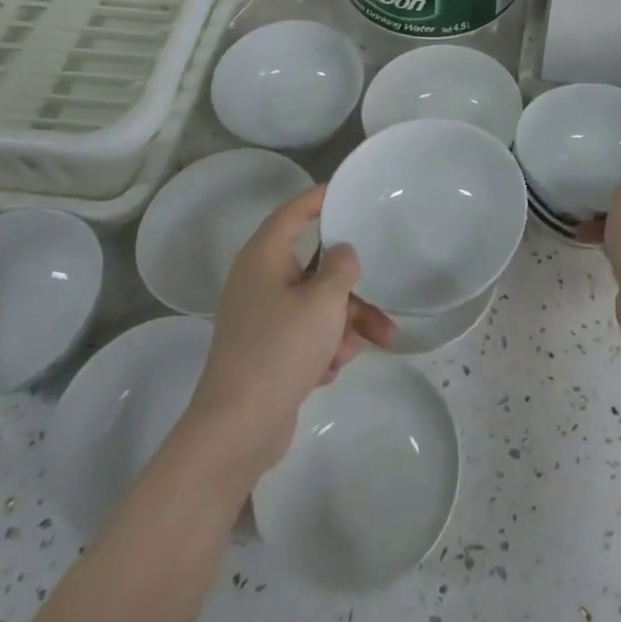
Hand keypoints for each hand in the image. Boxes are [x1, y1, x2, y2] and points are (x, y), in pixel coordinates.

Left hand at [185, 185, 395, 476]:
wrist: (237, 430)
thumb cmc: (280, 350)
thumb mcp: (323, 302)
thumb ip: (341, 267)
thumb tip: (343, 252)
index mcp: (265, 257)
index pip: (295, 212)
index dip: (322, 198)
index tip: (351, 192)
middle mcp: (260, 280)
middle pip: (316, 266)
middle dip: (352, 287)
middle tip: (383, 297)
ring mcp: (262, 318)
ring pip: (317, 304)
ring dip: (346, 322)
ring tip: (371, 345)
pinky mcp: (267, 351)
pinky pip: (306, 334)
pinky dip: (324, 346)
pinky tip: (332, 370)